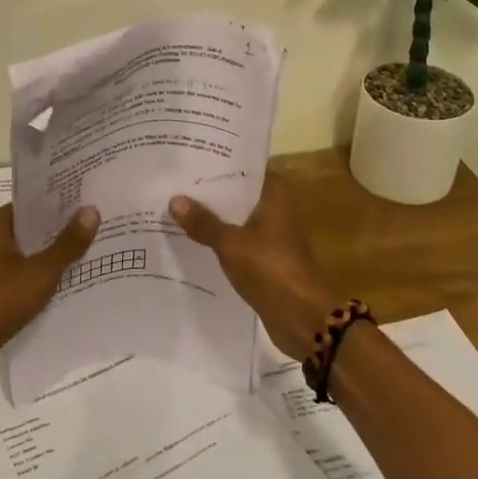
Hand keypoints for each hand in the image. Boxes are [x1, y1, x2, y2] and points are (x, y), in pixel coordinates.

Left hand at [0, 204, 99, 397]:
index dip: (63, 201)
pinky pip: (27, 280)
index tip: (94, 198)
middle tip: (105, 224)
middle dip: (66, 230)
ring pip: (32, 256)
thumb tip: (92, 210)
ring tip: (98, 252)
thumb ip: (67, 244)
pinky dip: (47, 281)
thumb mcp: (39, 272)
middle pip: (35, 229)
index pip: (34, 202)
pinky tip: (75, 284)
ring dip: (58, 258)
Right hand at [169, 180, 331, 359]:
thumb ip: (204, 222)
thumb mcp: (231, 244)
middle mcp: (276, 211)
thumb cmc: (271, 270)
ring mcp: (272, 237)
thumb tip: (175, 199)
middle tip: (175, 184)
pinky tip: (192, 241)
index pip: (246, 169)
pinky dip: (219, 241)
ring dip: (213, 218)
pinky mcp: (265, 261)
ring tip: (177, 209)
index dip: (221, 164)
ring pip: (237, 220)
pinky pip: (237, 243)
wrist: (302, 319)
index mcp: (274, 197)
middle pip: (239, 195)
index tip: (192, 159)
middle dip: (211, 193)